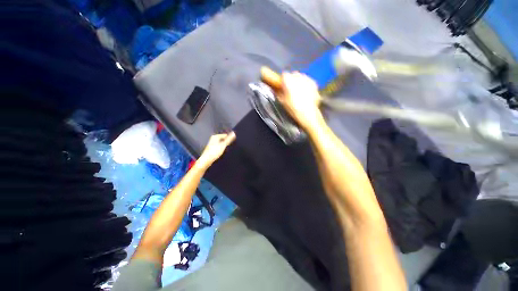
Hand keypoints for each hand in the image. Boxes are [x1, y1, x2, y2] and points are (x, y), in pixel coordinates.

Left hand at [196, 132, 235, 168]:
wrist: (206, 160)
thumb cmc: (215, 152)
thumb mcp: (223, 145)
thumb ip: (229, 139)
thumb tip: (234, 133)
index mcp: (215, 136)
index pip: (225, 135)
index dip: (229, 139)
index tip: (233, 143)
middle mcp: (213, 139)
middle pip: (223, 139)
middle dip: (227, 142)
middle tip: (231, 146)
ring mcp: (212, 143)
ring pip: (221, 143)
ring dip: (224, 146)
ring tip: (227, 149)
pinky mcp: (212, 148)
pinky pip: (219, 146)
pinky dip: (221, 148)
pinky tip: (223, 152)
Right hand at [261, 68, 323, 130]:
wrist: (307, 114)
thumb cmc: (293, 108)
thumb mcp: (282, 101)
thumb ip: (278, 93)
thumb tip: (277, 89)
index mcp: (288, 80)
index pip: (284, 75)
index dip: (283, 81)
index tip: (283, 87)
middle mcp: (298, 76)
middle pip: (293, 75)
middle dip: (292, 80)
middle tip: (291, 90)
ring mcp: (307, 79)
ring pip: (301, 77)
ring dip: (299, 82)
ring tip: (299, 92)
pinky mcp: (314, 83)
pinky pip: (308, 81)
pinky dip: (306, 85)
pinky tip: (306, 93)